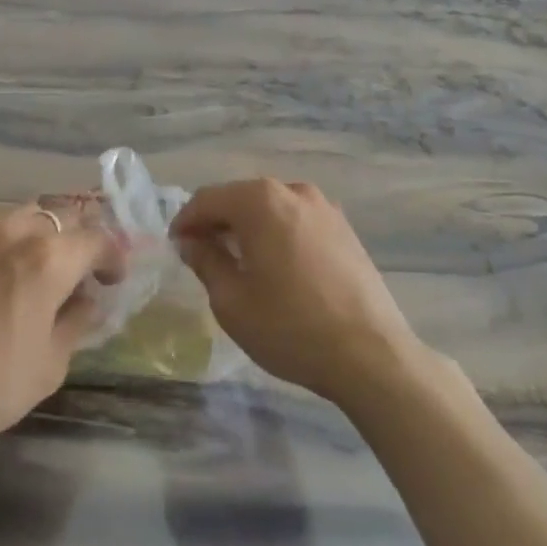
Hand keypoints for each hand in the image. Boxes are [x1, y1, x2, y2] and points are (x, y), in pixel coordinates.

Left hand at [0, 201, 124, 475]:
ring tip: (34, 260)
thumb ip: (75, 322)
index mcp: (52, 260)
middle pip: (64, 217)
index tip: (112, 279)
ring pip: (24, 212)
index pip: (98, 240)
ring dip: (40, 231)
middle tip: (78, 272)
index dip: (113, 256)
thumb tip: (86, 300)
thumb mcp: (50, 365)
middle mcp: (18, 232)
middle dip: (79, 241)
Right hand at [171, 179, 420, 409]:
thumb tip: (191, 242)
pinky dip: (277, 233)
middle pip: (240, 198)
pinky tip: (276, 266)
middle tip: (201, 254)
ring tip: (238, 261)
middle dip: (217, 222)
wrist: (371, 355)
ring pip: (270, 208)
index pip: (207, 199)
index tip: (175, 246)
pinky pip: (296, 220)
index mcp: (260, 201)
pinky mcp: (345, 228)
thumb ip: (206, 262)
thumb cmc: (290, 327)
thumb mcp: (232, 301)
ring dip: (248, 227)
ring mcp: (324, 207)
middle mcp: (292, 191)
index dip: (186, 222)